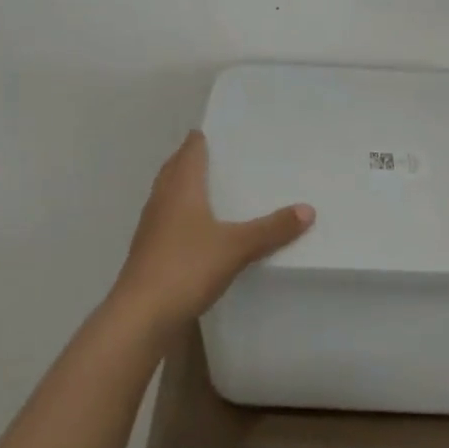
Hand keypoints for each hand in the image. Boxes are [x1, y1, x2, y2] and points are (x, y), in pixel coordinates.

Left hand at [110, 130, 313, 332]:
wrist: (140, 315)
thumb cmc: (186, 267)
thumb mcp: (237, 247)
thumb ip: (272, 229)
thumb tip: (308, 209)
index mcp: (181, 188)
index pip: (190, 150)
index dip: (202, 138)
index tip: (221, 131)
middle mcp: (162, 200)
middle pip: (175, 168)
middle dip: (192, 159)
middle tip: (220, 156)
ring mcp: (151, 226)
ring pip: (168, 194)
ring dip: (184, 186)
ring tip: (210, 189)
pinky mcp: (147, 251)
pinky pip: (166, 220)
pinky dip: (181, 214)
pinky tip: (197, 229)